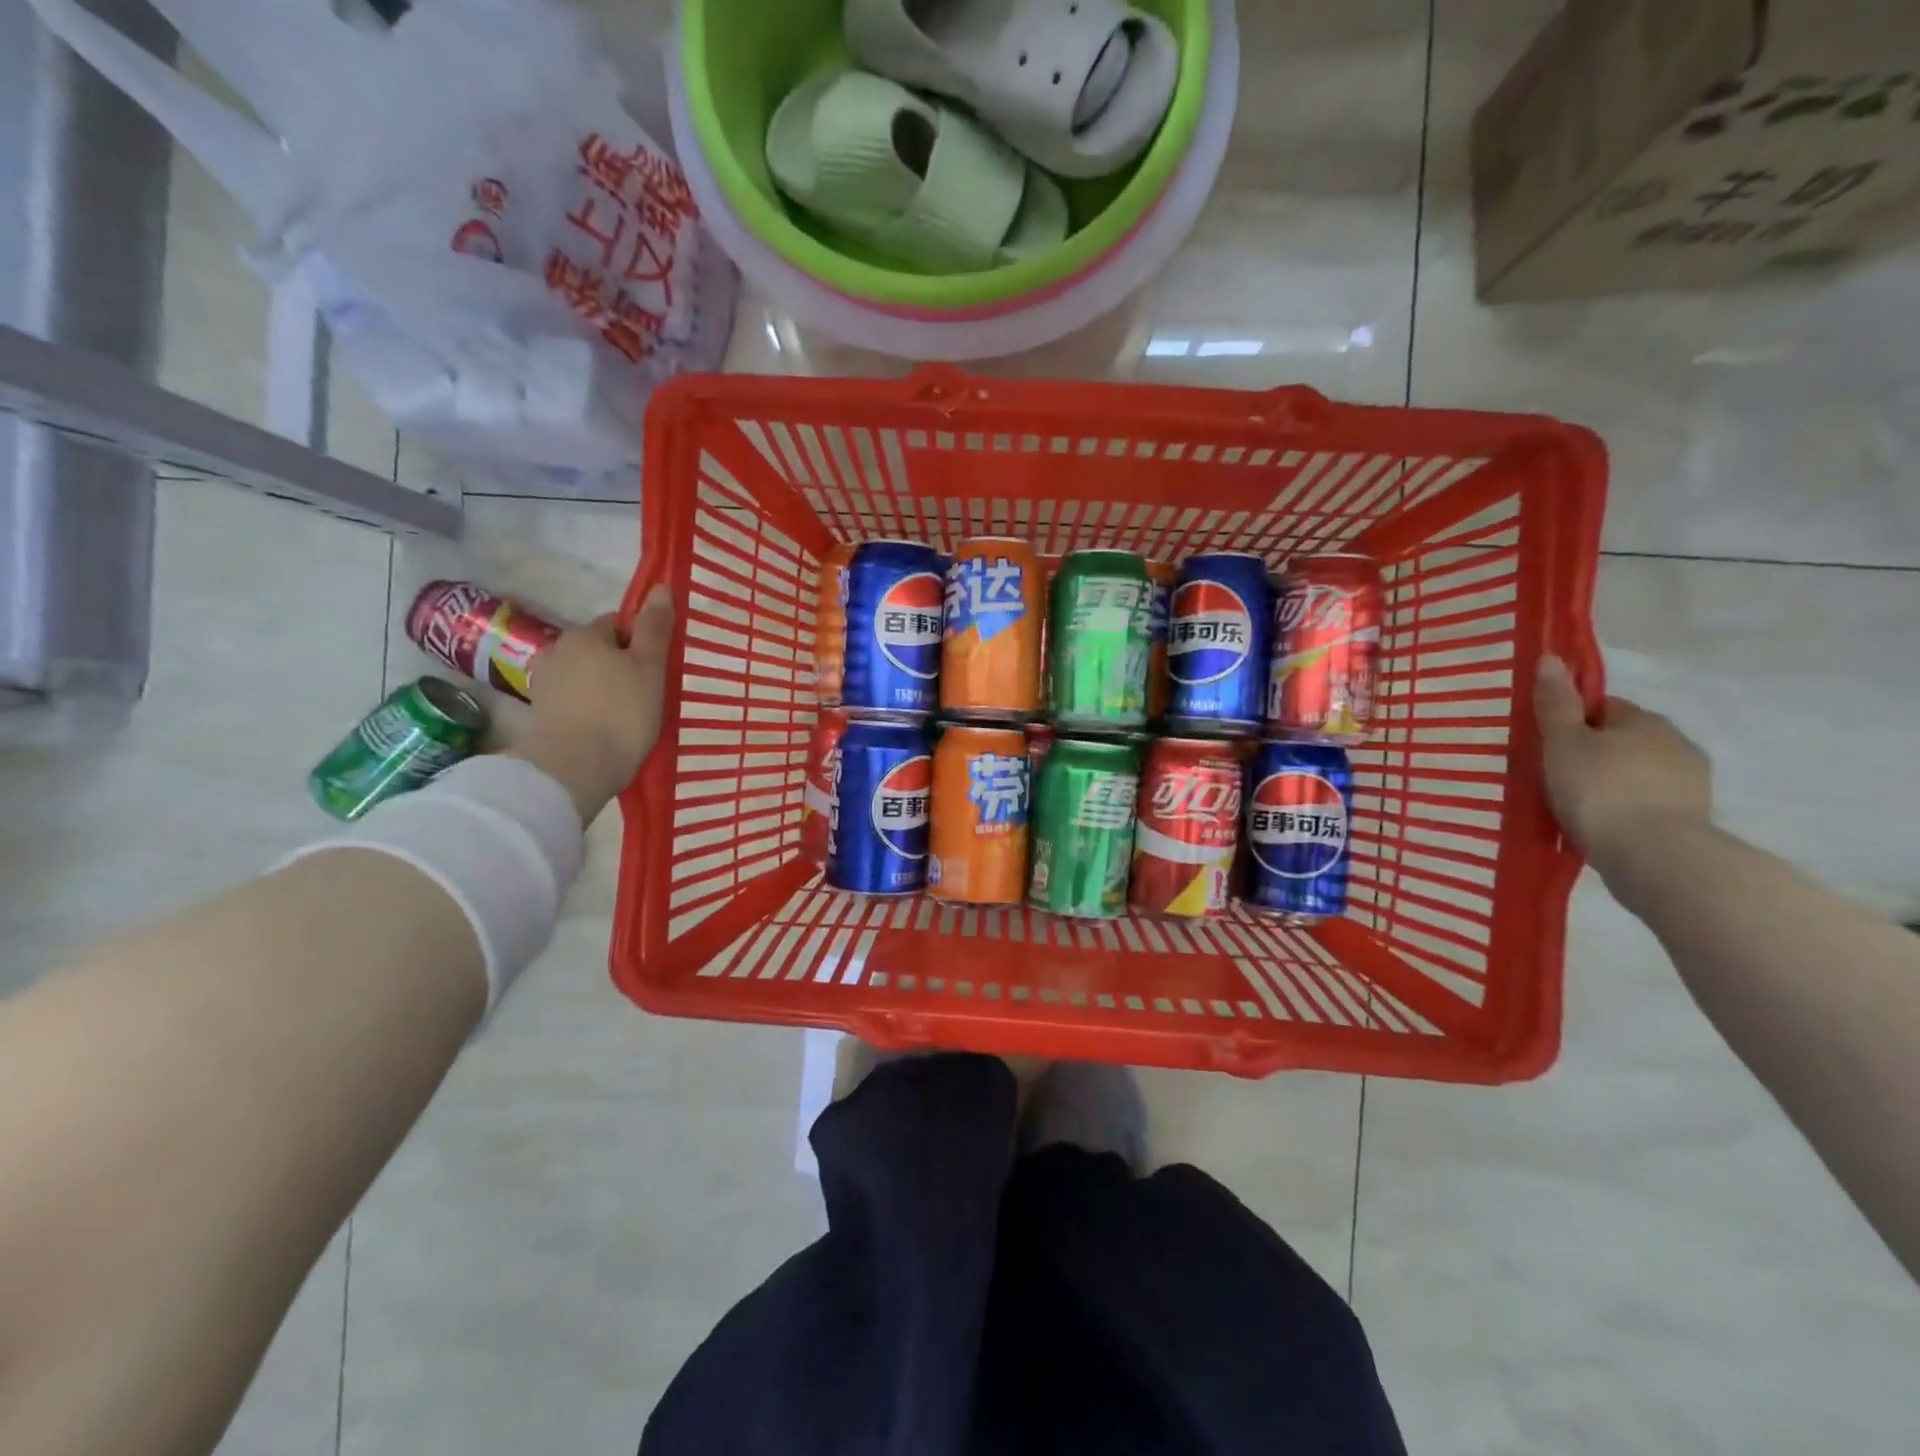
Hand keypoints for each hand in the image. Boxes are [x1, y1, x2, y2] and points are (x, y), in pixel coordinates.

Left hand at [510, 588, 673, 822]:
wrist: (575, 769)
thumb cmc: (621, 712)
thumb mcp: (650, 667)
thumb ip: (654, 627)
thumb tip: (659, 587)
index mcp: (585, 634)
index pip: (618, 624)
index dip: (641, 642)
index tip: (657, 668)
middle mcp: (558, 650)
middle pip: (600, 649)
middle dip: (621, 665)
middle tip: (648, 693)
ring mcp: (545, 683)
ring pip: (586, 676)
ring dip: (605, 688)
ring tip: (628, 715)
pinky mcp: (541, 714)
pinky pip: (575, 700)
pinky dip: (590, 708)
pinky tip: (606, 728)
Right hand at [1534, 654, 1711, 871]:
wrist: (1653, 855)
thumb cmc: (1599, 788)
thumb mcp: (1563, 743)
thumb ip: (1556, 704)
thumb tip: (1550, 657)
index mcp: (1646, 720)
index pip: (1605, 708)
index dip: (1573, 722)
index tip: (1549, 744)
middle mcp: (1677, 743)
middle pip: (1623, 739)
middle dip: (1595, 753)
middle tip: (1557, 776)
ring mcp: (1690, 783)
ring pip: (1638, 772)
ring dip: (1613, 782)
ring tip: (1577, 806)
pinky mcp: (1692, 818)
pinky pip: (1649, 802)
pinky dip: (1627, 808)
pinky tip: (1603, 825)